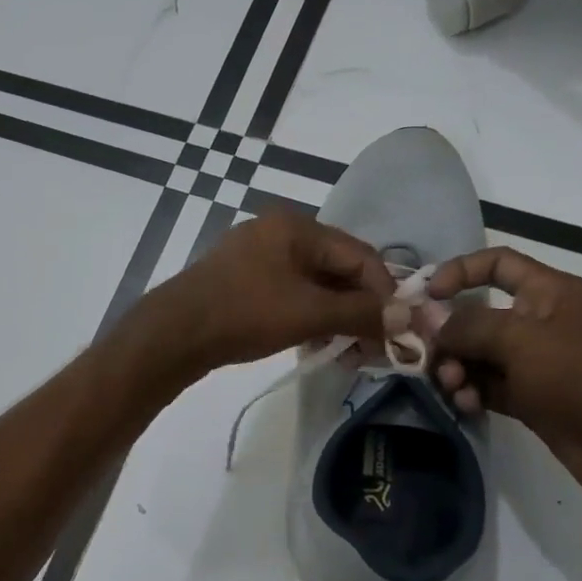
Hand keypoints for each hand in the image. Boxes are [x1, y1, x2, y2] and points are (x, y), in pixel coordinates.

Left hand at [143, 206, 392, 375]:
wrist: (174, 333)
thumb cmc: (245, 313)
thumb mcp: (309, 312)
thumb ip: (360, 312)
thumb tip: (406, 317)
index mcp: (295, 227)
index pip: (359, 254)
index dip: (384, 291)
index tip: (399, 329)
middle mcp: (276, 233)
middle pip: (336, 269)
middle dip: (359, 309)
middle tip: (375, 347)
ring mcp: (255, 256)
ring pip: (312, 285)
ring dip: (335, 318)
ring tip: (349, 353)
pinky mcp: (240, 281)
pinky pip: (288, 294)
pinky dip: (307, 317)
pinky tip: (316, 346)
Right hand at [427, 247, 581, 503]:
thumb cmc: (580, 377)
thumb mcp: (520, 340)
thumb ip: (468, 325)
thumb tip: (429, 320)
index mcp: (547, 292)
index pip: (497, 263)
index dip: (459, 271)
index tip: (427, 296)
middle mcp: (538, 321)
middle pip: (477, 314)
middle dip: (449, 335)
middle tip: (428, 357)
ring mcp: (533, 361)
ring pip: (477, 354)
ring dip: (456, 368)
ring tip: (452, 387)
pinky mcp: (529, 396)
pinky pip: (486, 385)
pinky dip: (471, 392)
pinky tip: (466, 405)